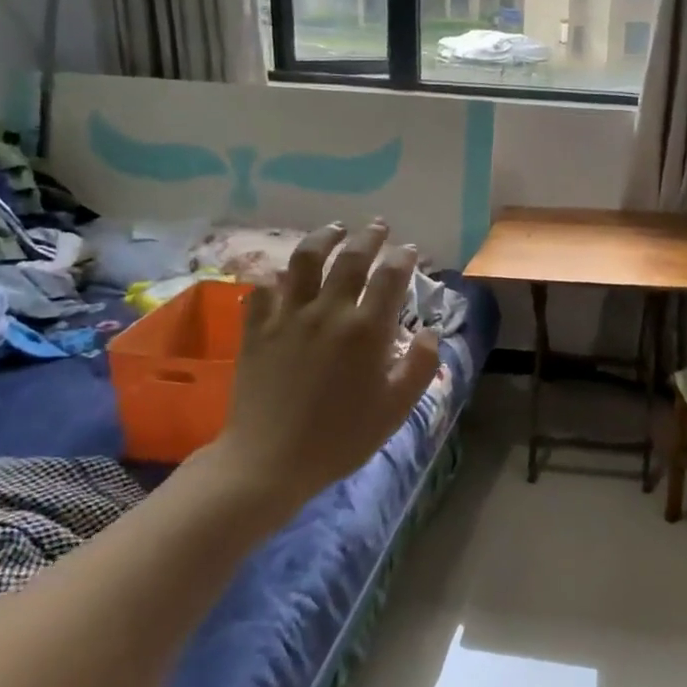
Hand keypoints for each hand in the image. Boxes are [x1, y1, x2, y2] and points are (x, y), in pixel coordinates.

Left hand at [206, 221, 439, 513]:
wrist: (270, 459)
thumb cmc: (342, 437)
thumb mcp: (396, 408)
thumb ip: (420, 366)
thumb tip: (429, 332)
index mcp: (367, 329)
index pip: (390, 277)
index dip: (403, 258)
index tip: (410, 250)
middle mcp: (328, 311)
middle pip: (351, 259)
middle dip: (369, 238)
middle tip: (378, 227)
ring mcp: (287, 316)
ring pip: (305, 261)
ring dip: (323, 239)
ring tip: (334, 230)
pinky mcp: (256, 328)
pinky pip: (265, 289)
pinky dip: (278, 276)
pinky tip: (285, 275)